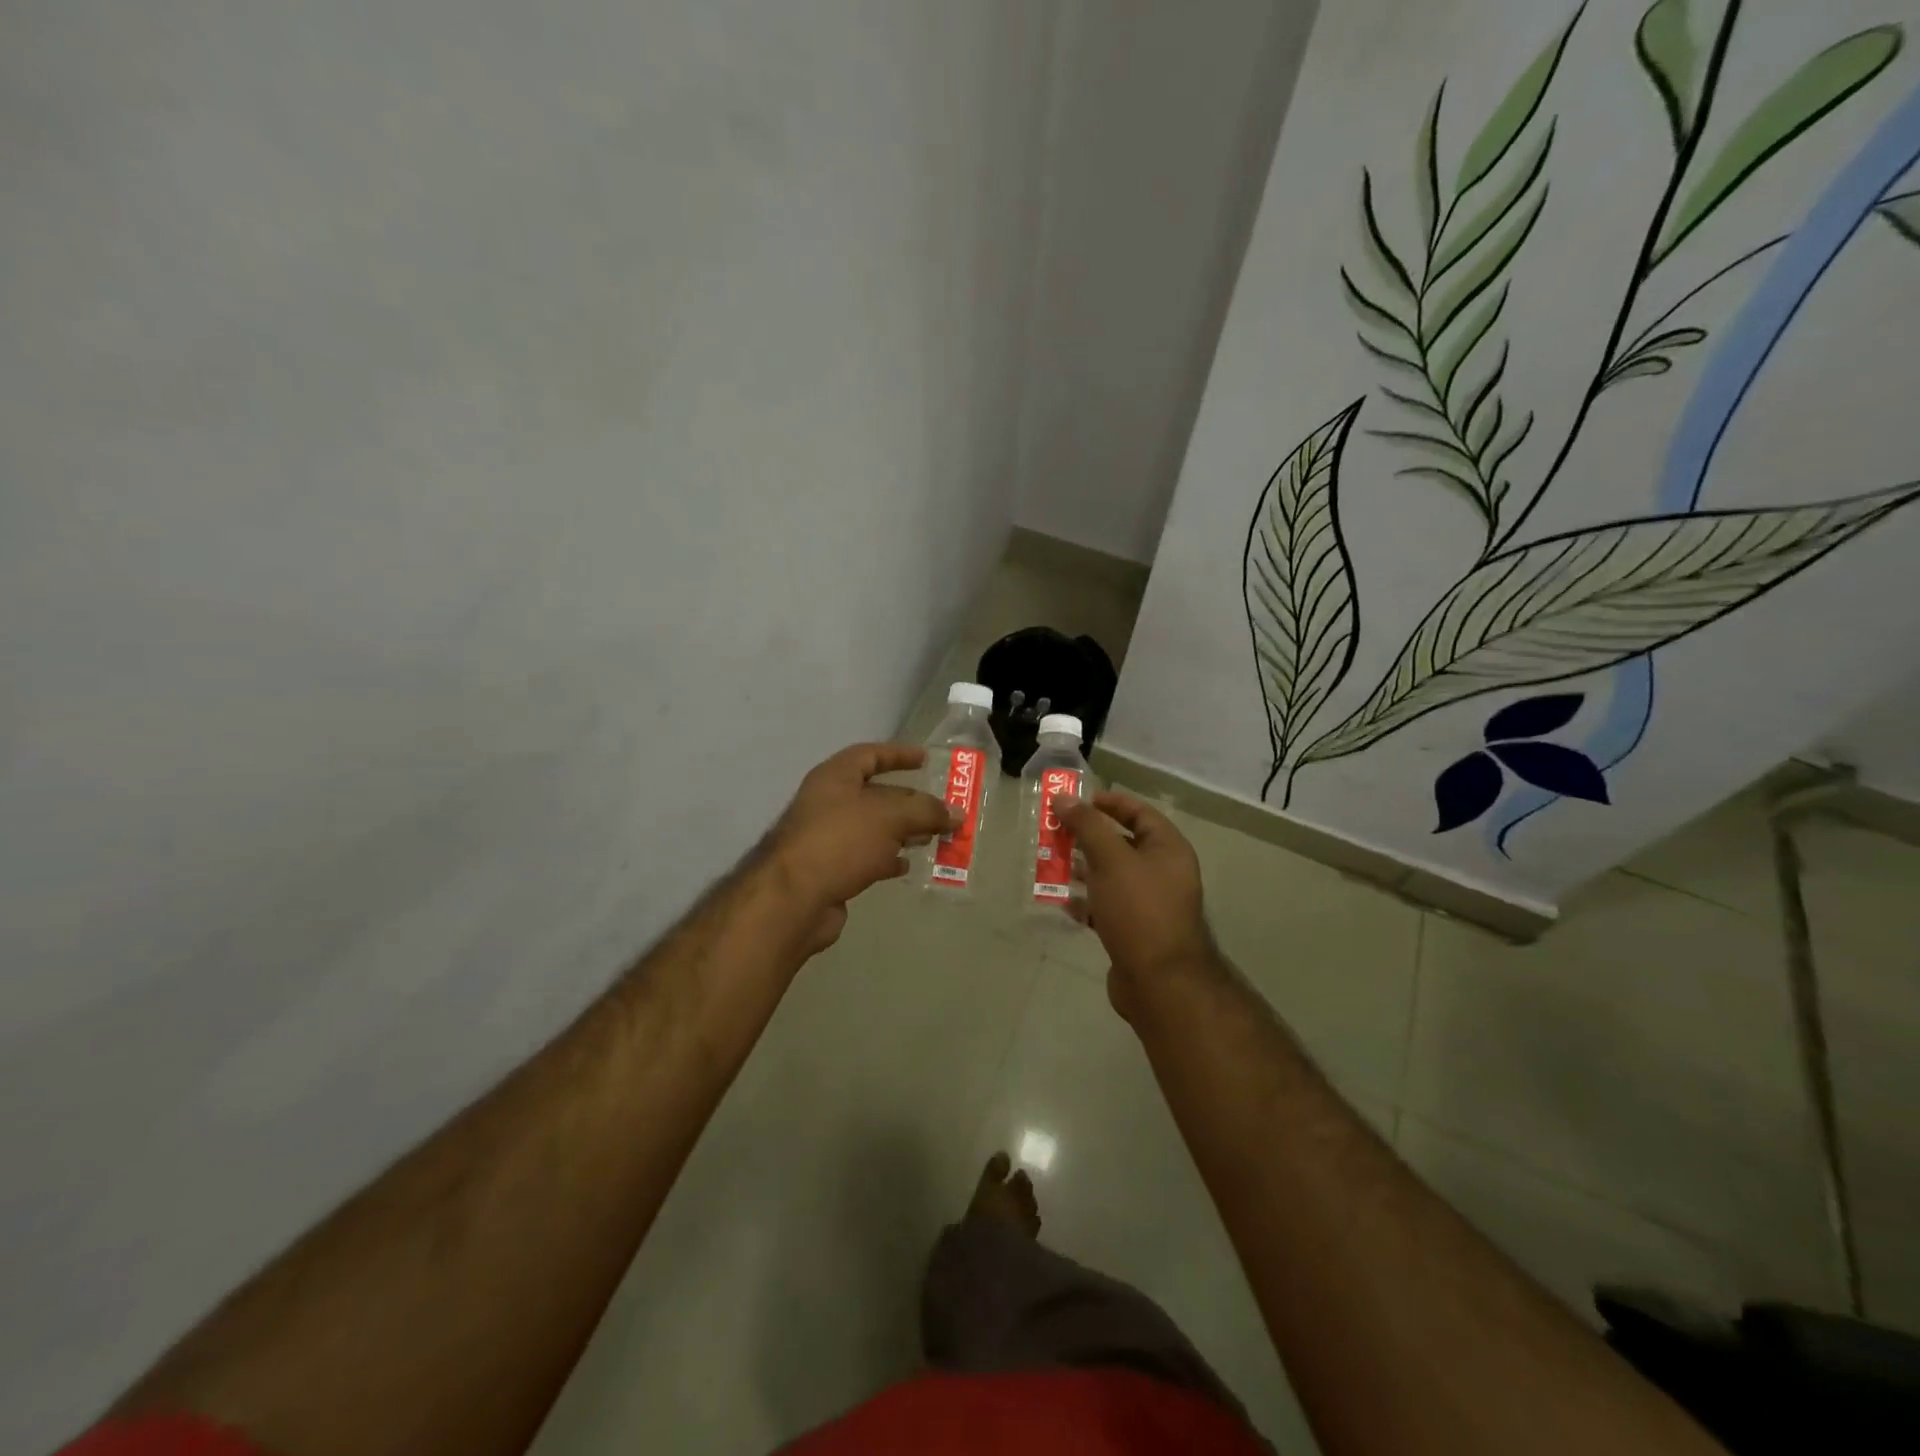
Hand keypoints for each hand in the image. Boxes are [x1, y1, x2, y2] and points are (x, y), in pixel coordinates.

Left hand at [764, 743, 954, 952]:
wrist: (794, 898)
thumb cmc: (841, 841)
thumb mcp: (890, 817)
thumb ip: (926, 811)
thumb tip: (956, 813)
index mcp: (835, 777)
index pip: (870, 754)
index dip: (898, 754)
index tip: (926, 759)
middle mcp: (828, 803)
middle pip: (875, 794)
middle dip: (910, 801)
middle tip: (942, 809)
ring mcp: (827, 838)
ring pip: (873, 828)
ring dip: (903, 831)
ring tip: (934, 838)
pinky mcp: (830, 870)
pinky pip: (866, 857)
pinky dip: (888, 858)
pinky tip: (907, 865)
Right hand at [1060, 792, 1217, 1015]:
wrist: (1159, 982)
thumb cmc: (1139, 910)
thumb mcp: (1111, 860)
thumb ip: (1087, 826)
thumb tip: (1064, 797)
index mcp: (1168, 849)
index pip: (1139, 812)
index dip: (1109, 802)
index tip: (1077, 801)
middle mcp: (1162, 872)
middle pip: (1122, 843)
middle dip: (1088, 837)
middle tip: (1055, 832)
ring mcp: (1149, 903)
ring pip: (1111, 876)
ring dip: (1083, 869)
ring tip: (1051, 864)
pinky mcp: (1134, 930)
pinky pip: (1106, 906)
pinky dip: (1086, 902)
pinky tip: (1063, 903)